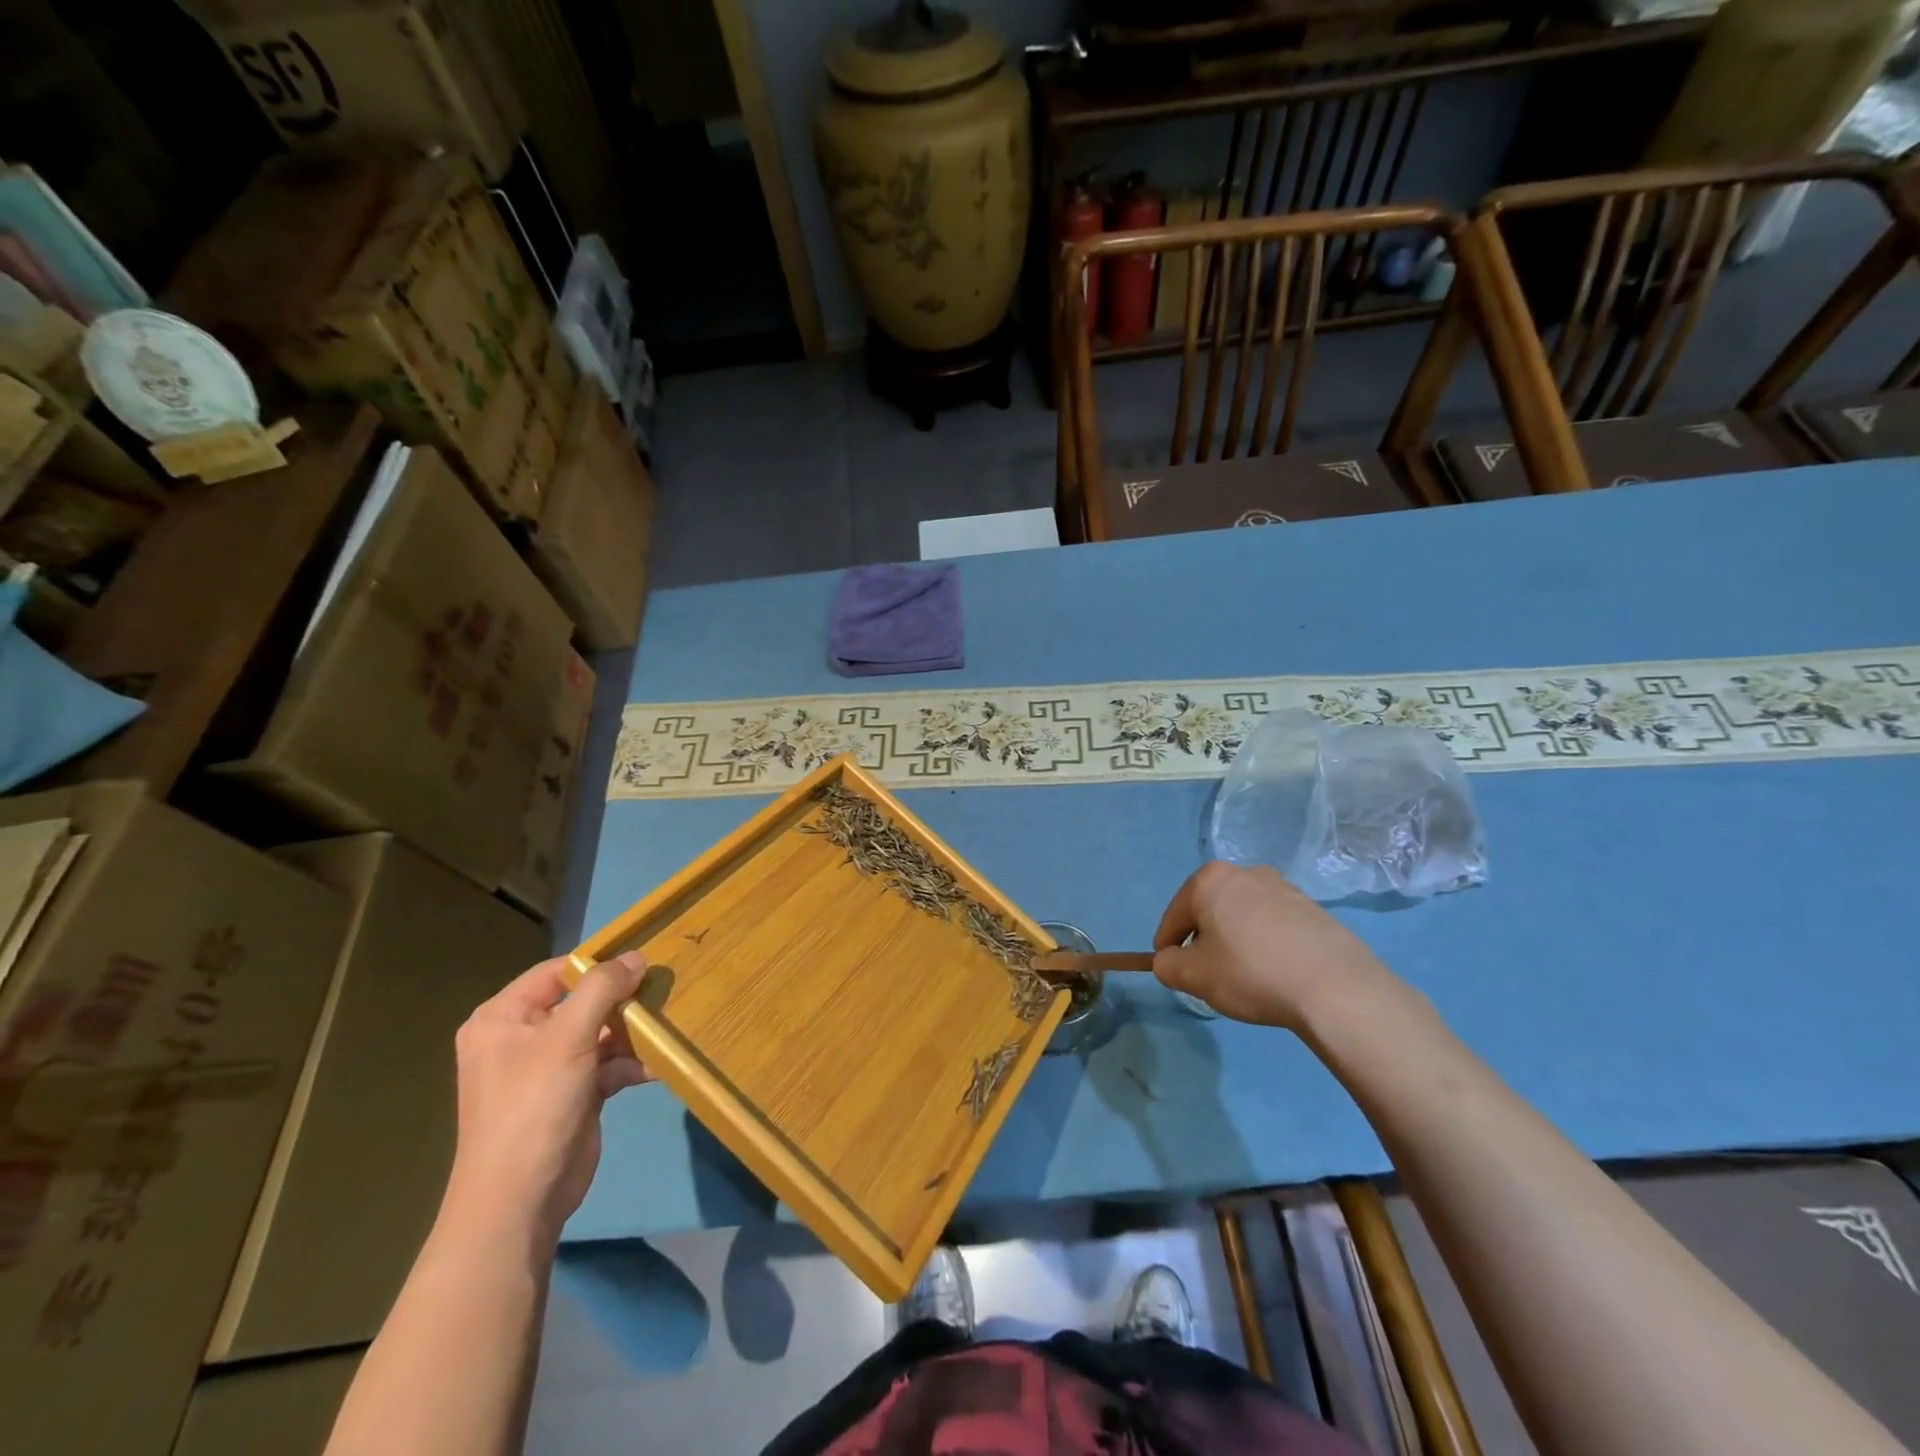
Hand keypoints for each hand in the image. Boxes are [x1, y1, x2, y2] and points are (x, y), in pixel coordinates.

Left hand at [444, 952, 650, 1246]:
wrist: (520, 1200)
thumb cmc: (534, 1105)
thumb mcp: (568, 1037)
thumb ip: (603, 989)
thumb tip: (636, 956)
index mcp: (503, 1018)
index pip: (557, 972)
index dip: (599, 964)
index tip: (644, 961)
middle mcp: (522, 1037)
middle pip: (583, 1001)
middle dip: (623, 1000)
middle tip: (663, 991)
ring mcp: (549, 1068)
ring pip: (600, 1032)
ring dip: (633, 1032)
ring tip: (666, 1026)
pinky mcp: (572, 1094)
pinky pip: (607, 1064)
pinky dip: (630, 1063)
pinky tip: (657, 1065)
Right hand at [1152, 862, 1396, 1029]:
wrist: (1334, 987)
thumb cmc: (1251, 972)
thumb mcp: (1193, 976)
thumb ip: (1167, 965)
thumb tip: (1171, 960)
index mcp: (1209, 880)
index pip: (1174, 917)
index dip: (1167, 948)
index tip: (1173, 972)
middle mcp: (1245, 872)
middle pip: (1208, 911)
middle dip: (1203, 940)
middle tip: (1208, 975)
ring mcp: (1283, 888)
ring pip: (1241, 916)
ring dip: (1235, 941)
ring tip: (1245, 977)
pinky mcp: (1312, 908)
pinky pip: (1272, 925)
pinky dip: (1265, 944)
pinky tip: (1274, 973)